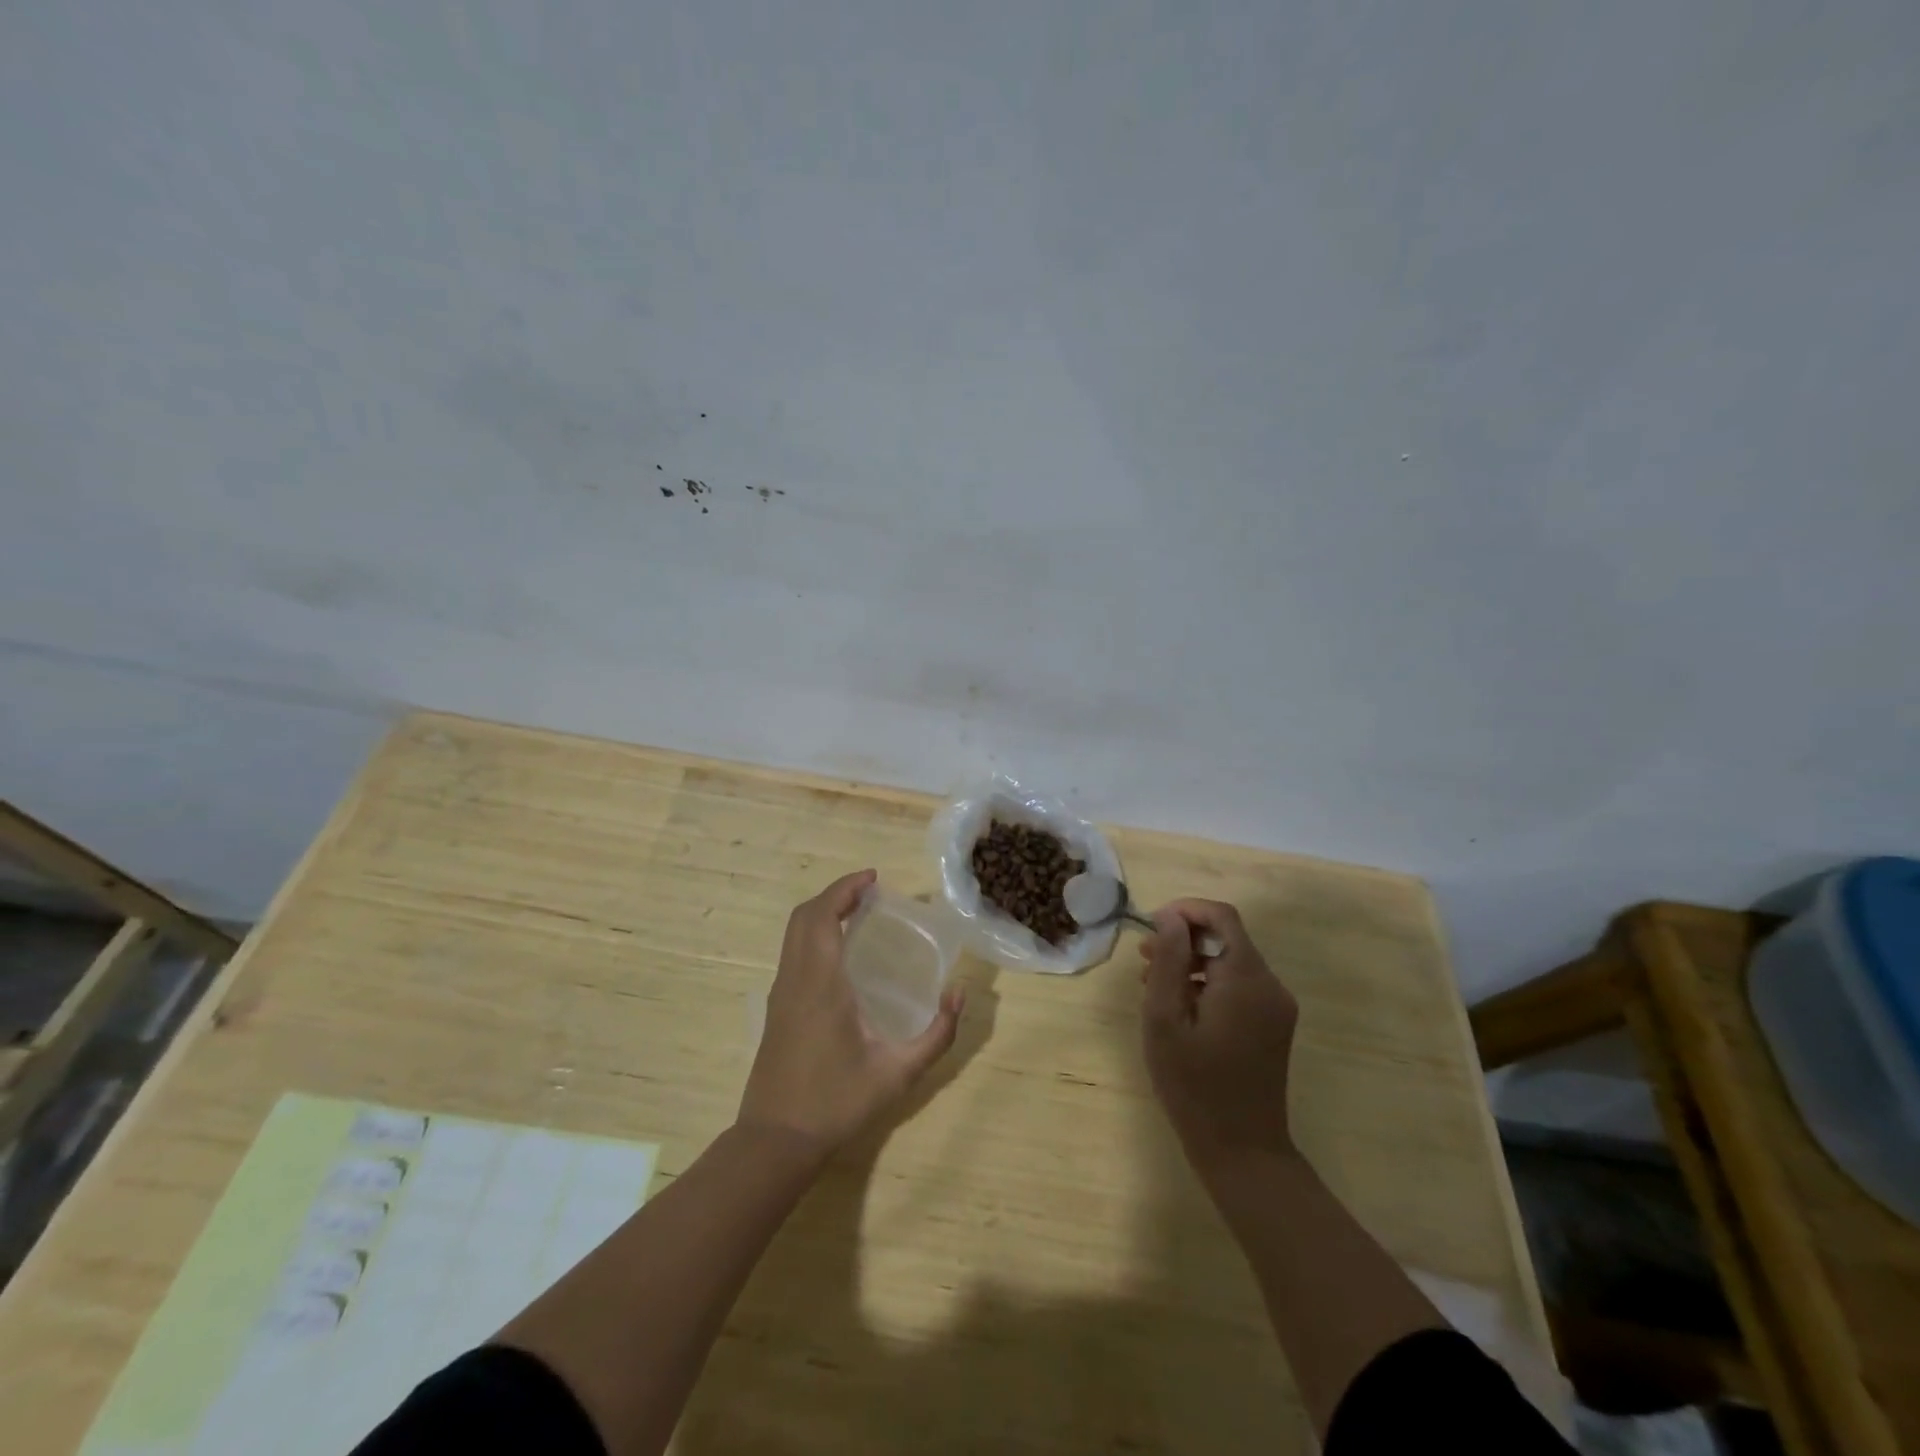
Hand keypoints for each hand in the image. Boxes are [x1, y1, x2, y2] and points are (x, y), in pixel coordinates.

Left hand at [738, 869, 963, 1158]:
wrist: (775, 1141)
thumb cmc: (836, 1103)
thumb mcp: (897, 1074)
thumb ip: (936, 1035)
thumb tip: (959, 995)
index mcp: (820, 983)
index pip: (823, 915)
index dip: (845, 888)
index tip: (872, 878)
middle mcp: (795, 978)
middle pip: (803, 916)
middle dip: (834, 894)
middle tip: (869, 892)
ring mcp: (780, 993)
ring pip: (793, 933)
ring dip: (822, 912)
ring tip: (857, 914)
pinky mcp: (776, 1008)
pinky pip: (792, 952)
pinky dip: (813, 933)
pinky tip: (840, 953)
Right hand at [1140, 899, 1297, 1176]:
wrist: (1243, 1150)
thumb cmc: (1194, 1085)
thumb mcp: (1165, 1019)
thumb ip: (1169, 961)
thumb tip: (1171, 918)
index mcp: (1246, 978)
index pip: (1221, 917)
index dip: (1185, 911)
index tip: (1151, 927)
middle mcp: (1270, 985)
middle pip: (1226, 938)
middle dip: (1184, 938)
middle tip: (1144, 959)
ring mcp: (1276, 1007)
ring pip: (1231, 962)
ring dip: (1193, 962)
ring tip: (1154, 984)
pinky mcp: (1273, 1025)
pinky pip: (1239, 986)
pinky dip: (1209, 983)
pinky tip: (1181, 1007)